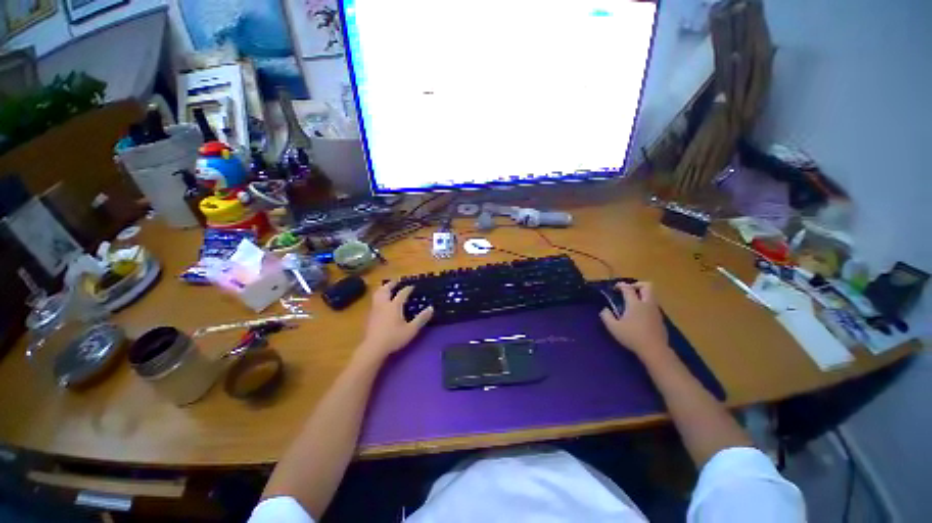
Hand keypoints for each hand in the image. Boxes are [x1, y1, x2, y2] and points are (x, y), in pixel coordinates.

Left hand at [357, 281, 433, 362]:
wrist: (373, 348)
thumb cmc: (394, 338)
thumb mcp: (411, 329)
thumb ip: (421, 318)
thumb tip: (431, 308)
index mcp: (394, 305)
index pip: (402, 293)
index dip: (408, 289)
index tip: (412, 286)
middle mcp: (384, 304)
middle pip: (385, 289)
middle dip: (391, 284)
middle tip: (396, 281)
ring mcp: (375, 310)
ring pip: (377, 294)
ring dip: (383, 289)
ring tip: (387, 288)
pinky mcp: (370, 317)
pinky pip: (374, 301)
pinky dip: (379, 297)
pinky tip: (381, 303)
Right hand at [599, 282, 668, 358]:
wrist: (654, 349)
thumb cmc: (632, 337)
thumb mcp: (613, 327)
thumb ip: (606, 316)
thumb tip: (605, 309)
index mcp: (635, 303)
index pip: (628, 288)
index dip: (621, 285)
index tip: (615, 287)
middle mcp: (647, 303)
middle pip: (647, 286)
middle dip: (637, 285)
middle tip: (628, 290)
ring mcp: (655, 310)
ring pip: (651, 295)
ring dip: (643, 294)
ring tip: (633, 302)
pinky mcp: (660, 318)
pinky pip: (653, 305)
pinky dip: (646, 304)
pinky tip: (639, 314)